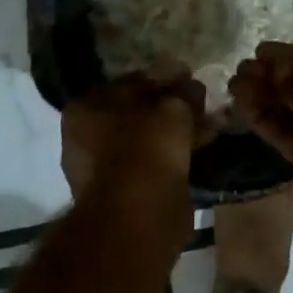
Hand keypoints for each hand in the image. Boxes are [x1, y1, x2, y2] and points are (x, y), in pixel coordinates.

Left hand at [61, 74, 204, 201]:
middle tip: (200, 104)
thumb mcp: (172, 107)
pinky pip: (151, 165)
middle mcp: (84, 138)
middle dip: (170, 108)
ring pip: (146, 141)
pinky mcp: (121, 196)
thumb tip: (190, 83)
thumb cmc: (146, 147)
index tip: (188, 79)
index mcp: (85, 108)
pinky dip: (174, 156)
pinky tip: (201, 149)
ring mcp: (100, 170)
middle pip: (136, 113)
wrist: (139, 214)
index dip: (162, 79)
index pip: (128, 83)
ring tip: (209, 126)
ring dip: (175, 133)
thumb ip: (181, 91)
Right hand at [229, 43, 292, 232]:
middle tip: (240, 69)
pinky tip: (242, 105)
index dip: (288, 57)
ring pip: (288, 110)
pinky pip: (283, 134)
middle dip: (270, 76)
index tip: (260, 50)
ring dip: (262, 96)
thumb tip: (272, 70)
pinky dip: (264, 120)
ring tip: (233, 85)